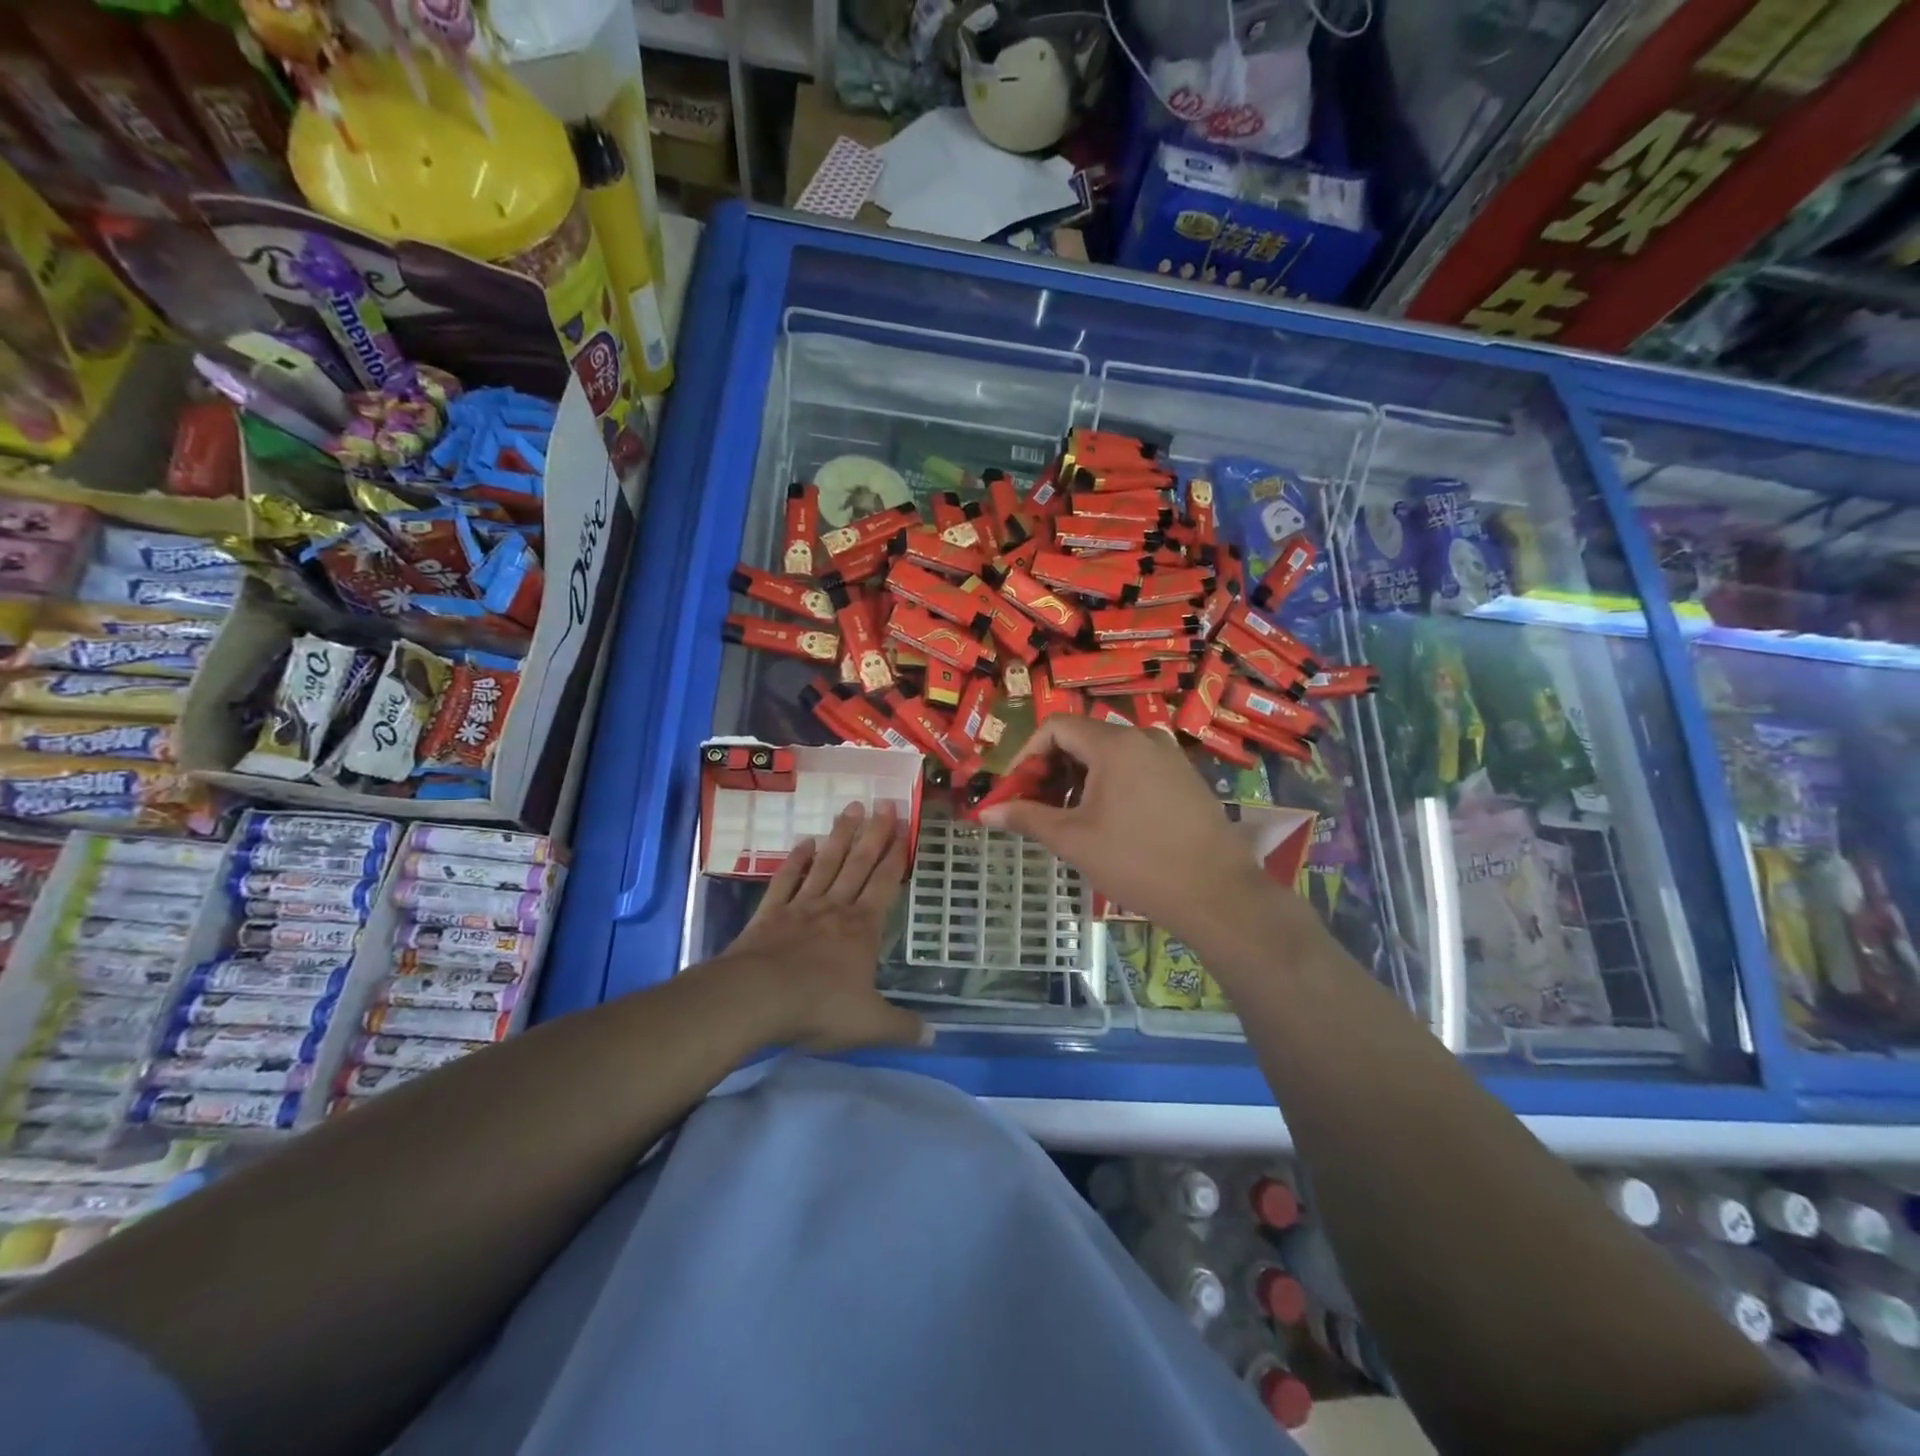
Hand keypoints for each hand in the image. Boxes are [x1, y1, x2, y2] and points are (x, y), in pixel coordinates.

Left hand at [717, 801, 927, 1052]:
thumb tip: (935, 1037)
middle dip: (874, 834)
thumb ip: (902, 1029)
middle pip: (859, 864)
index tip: (905, 827)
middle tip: (884, 803)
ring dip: (840, 836)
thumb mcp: (870, 1025)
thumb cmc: (818, 1007)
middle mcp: (835, 909)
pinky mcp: (770, 914)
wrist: (755, 998)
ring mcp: (801, 907)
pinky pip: (787, 880)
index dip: (897, 855)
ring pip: (826, 864)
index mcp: (863, 929)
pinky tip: (805, 842)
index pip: (885, 884)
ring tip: (852, 807)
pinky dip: (796, 860)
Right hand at [977, 717, 1276, 942]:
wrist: (1217, 894)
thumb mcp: (1073, 840)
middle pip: (1081, 738)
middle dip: (1050, 769)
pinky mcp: (1183, 777)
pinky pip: (1133, 768)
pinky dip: (1107, 785)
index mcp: (1114, 744)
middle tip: (1035, 807)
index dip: (1026, 755)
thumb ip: (1026, 817)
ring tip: (1067, 819)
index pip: (1055, 727)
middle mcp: (1143, 738)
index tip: (1014, 790)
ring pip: (1107, 755)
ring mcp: (1168, 756)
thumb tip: (984, 812)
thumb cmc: (1137, 862)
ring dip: (1077, 779)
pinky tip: (1105, 822)